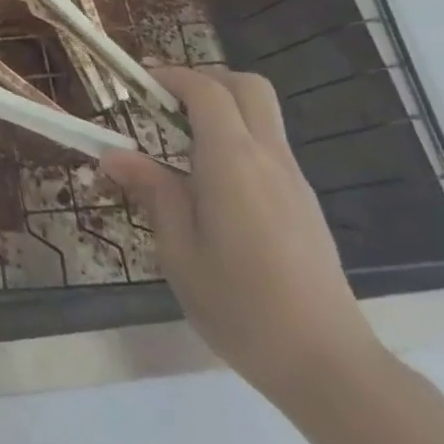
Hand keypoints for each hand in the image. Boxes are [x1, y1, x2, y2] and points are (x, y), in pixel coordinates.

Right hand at [101, 66, 386, 405]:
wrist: (329, 367)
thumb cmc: (241, 306)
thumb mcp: (178, 251)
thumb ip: (152, 192)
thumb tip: (114, 155)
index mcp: (233, 162)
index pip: (206, 91)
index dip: (171, 76)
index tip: (139, 83)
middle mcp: (268, 158)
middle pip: (247, 87)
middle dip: (204, 80)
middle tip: (166, 104)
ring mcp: (293, 180)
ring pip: (262, 115)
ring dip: (221, 110)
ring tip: (179, 145)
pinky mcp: (304, 204)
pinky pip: (269, 147)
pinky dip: (237, 140)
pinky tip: (211, 185)